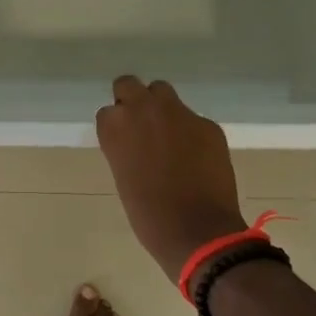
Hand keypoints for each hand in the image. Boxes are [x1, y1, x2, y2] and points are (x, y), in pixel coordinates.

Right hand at [95, 76, 246, 283]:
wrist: (198, 231)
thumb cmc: (149, 214)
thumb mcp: (123, 175)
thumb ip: (125, 147)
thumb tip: (137, 141)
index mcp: (114, 127)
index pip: (108, 111)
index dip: (116, 126)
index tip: (124, 142)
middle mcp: (142, 109)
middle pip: (129, 85)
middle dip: (133, 100)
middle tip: (142, 127)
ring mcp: (178, 113)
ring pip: (162, 92)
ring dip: (162, 108)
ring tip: (170, 137)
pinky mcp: (207, 124)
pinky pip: (192, 119)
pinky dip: (191, 132)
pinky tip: (197, 156)